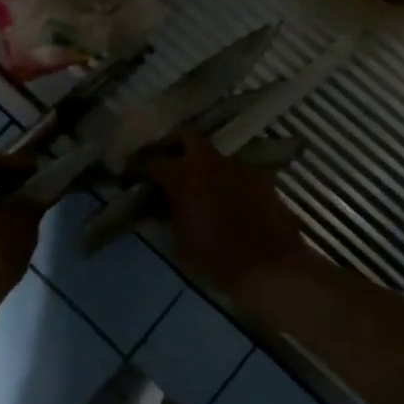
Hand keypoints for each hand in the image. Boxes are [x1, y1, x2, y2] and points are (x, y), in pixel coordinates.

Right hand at [142, 133, 314, 298]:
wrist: (269, 267)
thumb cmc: (215, 258)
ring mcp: (239, 166)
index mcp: (183, 176)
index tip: (134, 174)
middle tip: (169, 161)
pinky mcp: (262, 177)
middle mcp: (210, 162)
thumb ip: (167, 215)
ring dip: (204, 164)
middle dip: (175, 144)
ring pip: (215, 154)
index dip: (141, 167)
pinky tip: (228, 196)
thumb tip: (161, 205)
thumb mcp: (179, 241)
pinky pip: (237, 171)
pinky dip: (228, 179)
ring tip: (201, 183)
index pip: (153, 162)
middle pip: (187, 135)